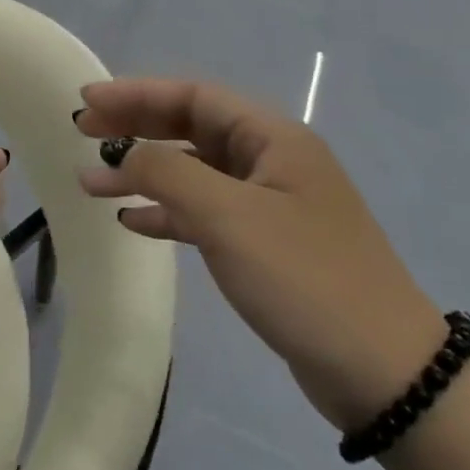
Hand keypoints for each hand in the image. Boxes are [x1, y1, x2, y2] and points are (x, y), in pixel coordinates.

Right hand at [78, 78, 444, 432]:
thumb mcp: (228, 217)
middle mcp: (272, 161)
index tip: (87, 101)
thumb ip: (167, 173)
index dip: (136, 93)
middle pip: (190, 128)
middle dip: (135, 127)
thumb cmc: (305, 279)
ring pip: (193, 172)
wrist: (386, 375)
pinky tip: (133, 221)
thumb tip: (124, 154)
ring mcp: (270, 205)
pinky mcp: (266, 246)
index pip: (193, 97)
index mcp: (272, 139)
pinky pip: (204, 213)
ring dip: (143, 173)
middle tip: (84, 132)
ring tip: (92, 184)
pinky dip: (167, 212)